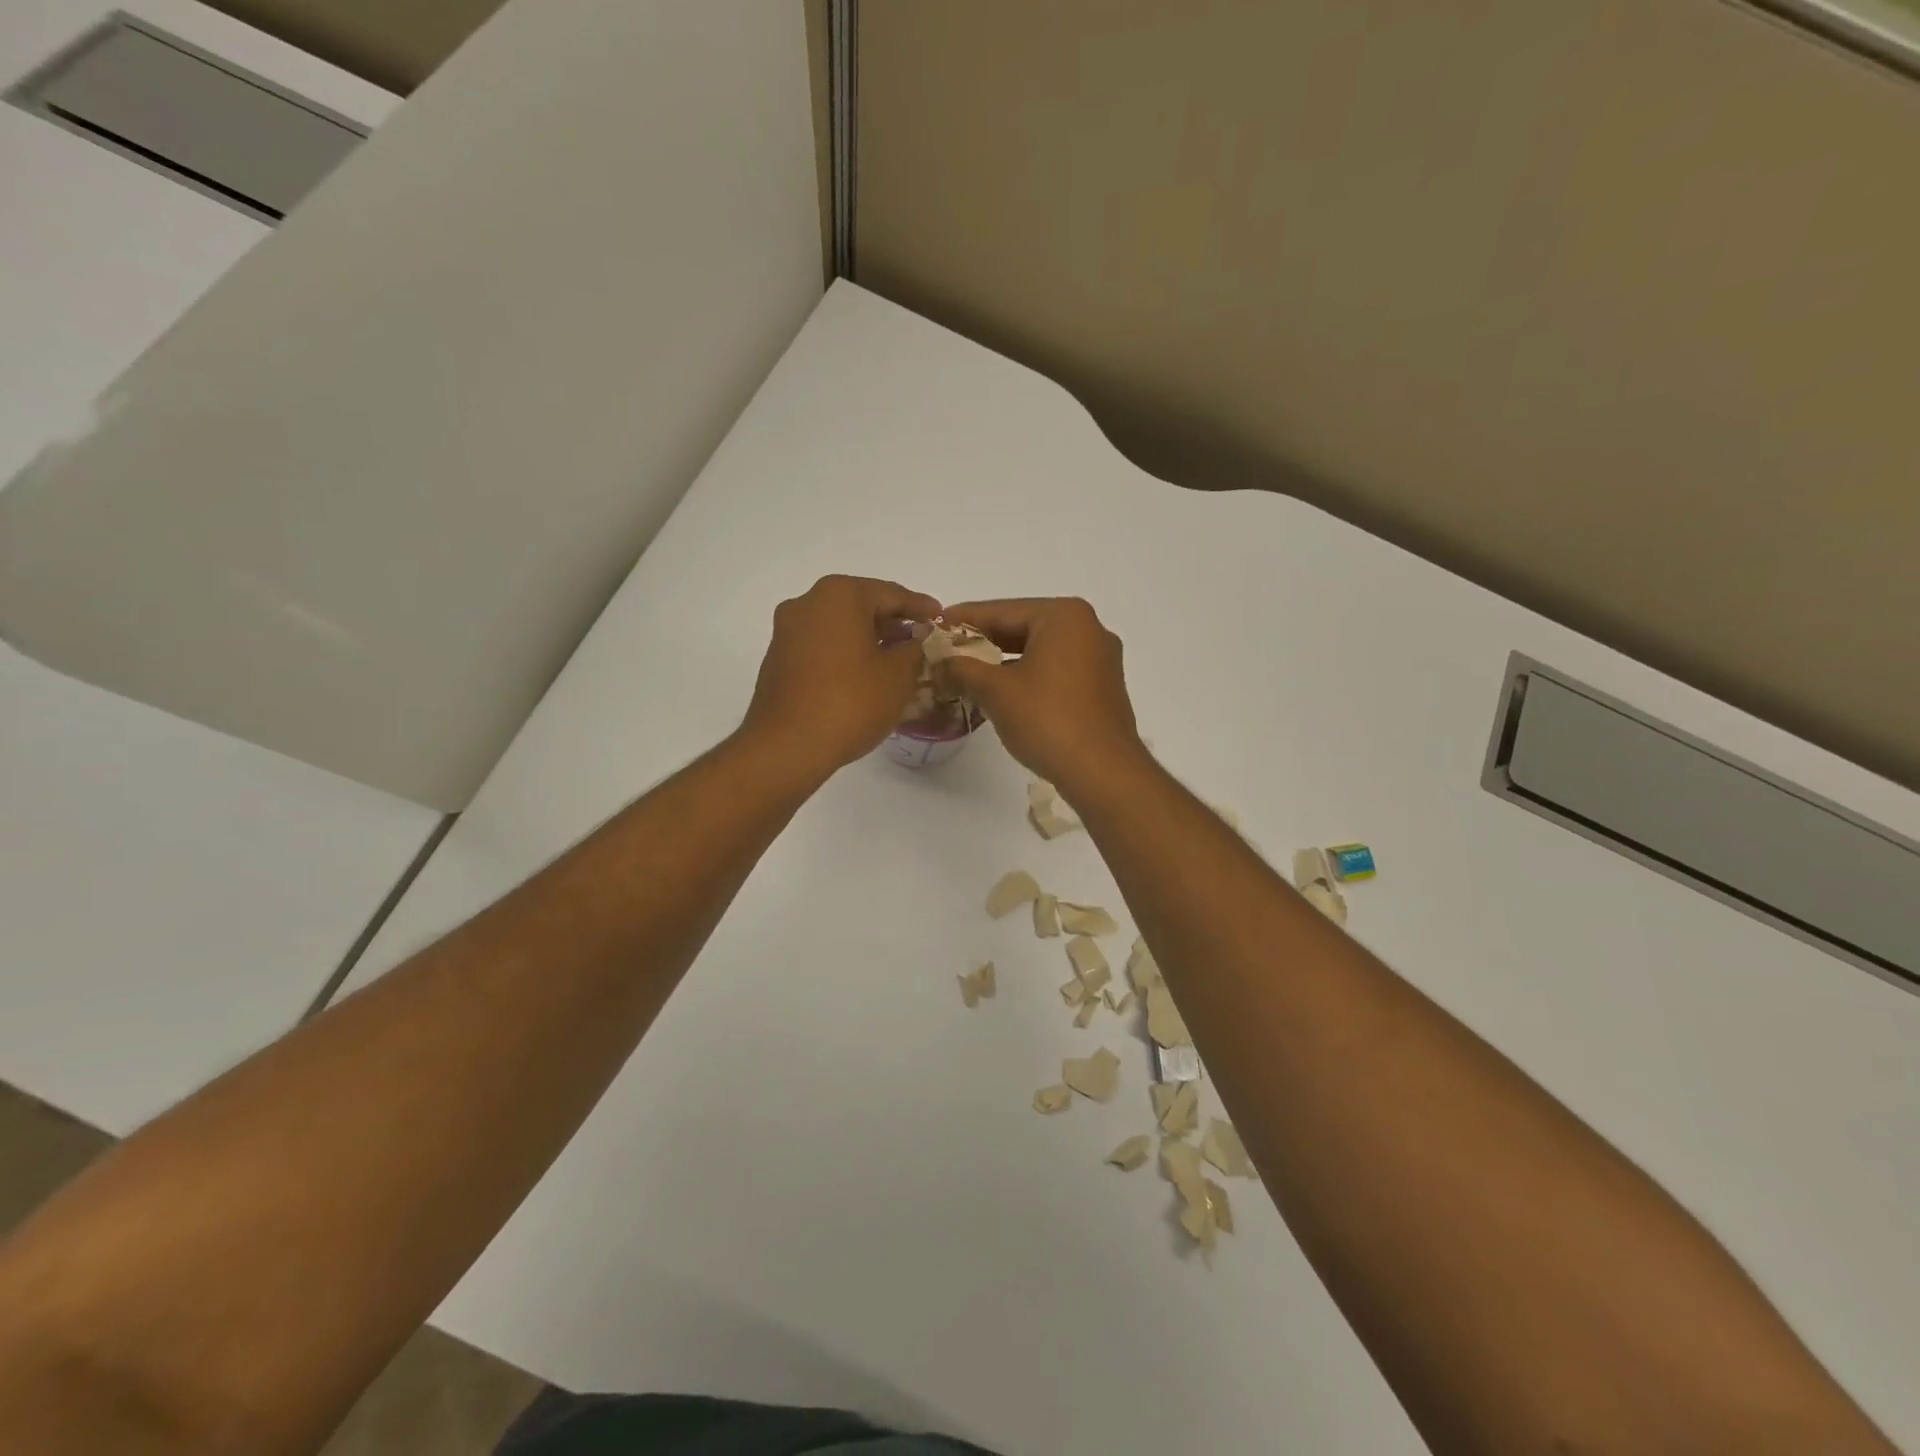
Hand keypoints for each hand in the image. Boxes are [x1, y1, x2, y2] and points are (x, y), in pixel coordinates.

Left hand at [742, 574, 942, 776]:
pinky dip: (846, 653)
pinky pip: (822, 646)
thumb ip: (914, 649)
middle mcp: (808, 602)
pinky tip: (865, 675)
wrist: (788, 746)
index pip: (891, 593)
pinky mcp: (779, 658)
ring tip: (897, 659)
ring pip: (840, 626)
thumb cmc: (850, 702)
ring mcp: (788, 630)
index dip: (921, 607)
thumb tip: (916, 639)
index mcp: (839, 595)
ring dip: (869, 639)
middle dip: (893, 622)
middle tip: (921, 639)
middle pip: (862, 605)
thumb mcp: (898, 675)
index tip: (941, 618)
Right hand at [938, 597, 1145, 793]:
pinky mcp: (1102, 688)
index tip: (935, 625)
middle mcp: (1088, 629)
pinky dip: (1028, 676)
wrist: (1102, 772)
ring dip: (1004, 662)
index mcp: (1064, 617)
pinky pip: (1056, 671)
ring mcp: (1099, 659)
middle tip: (947, 651)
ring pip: (1040, 651)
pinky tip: (1002, 692)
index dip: (964, 619)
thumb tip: (940, 662)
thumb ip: (962, 669)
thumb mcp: (995, 691)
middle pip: (1023, 627)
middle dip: (984, 641)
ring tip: (968, 673)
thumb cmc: (1048, 720)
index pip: (1002, 610)